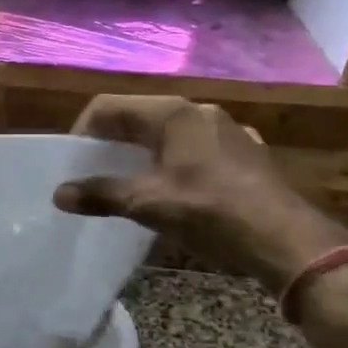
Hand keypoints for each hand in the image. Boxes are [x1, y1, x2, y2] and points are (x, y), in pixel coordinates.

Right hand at [53, 95, 347, 290]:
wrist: (289, 240)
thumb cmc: (211, 212)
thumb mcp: (148, 204)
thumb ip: (101, 194)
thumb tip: (59, 194)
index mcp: (172, 114)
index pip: (109, 107)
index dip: (83, 131)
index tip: (73, 163)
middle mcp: (199, 112)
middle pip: (138, 117)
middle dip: (111, 144)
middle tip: (94, 174)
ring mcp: (226, 131)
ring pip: (168, 134)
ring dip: (142, 155)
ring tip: (129, 185)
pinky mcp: (245, 154)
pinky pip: (195, 150)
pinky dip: (173, 164)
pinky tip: (176, 193)